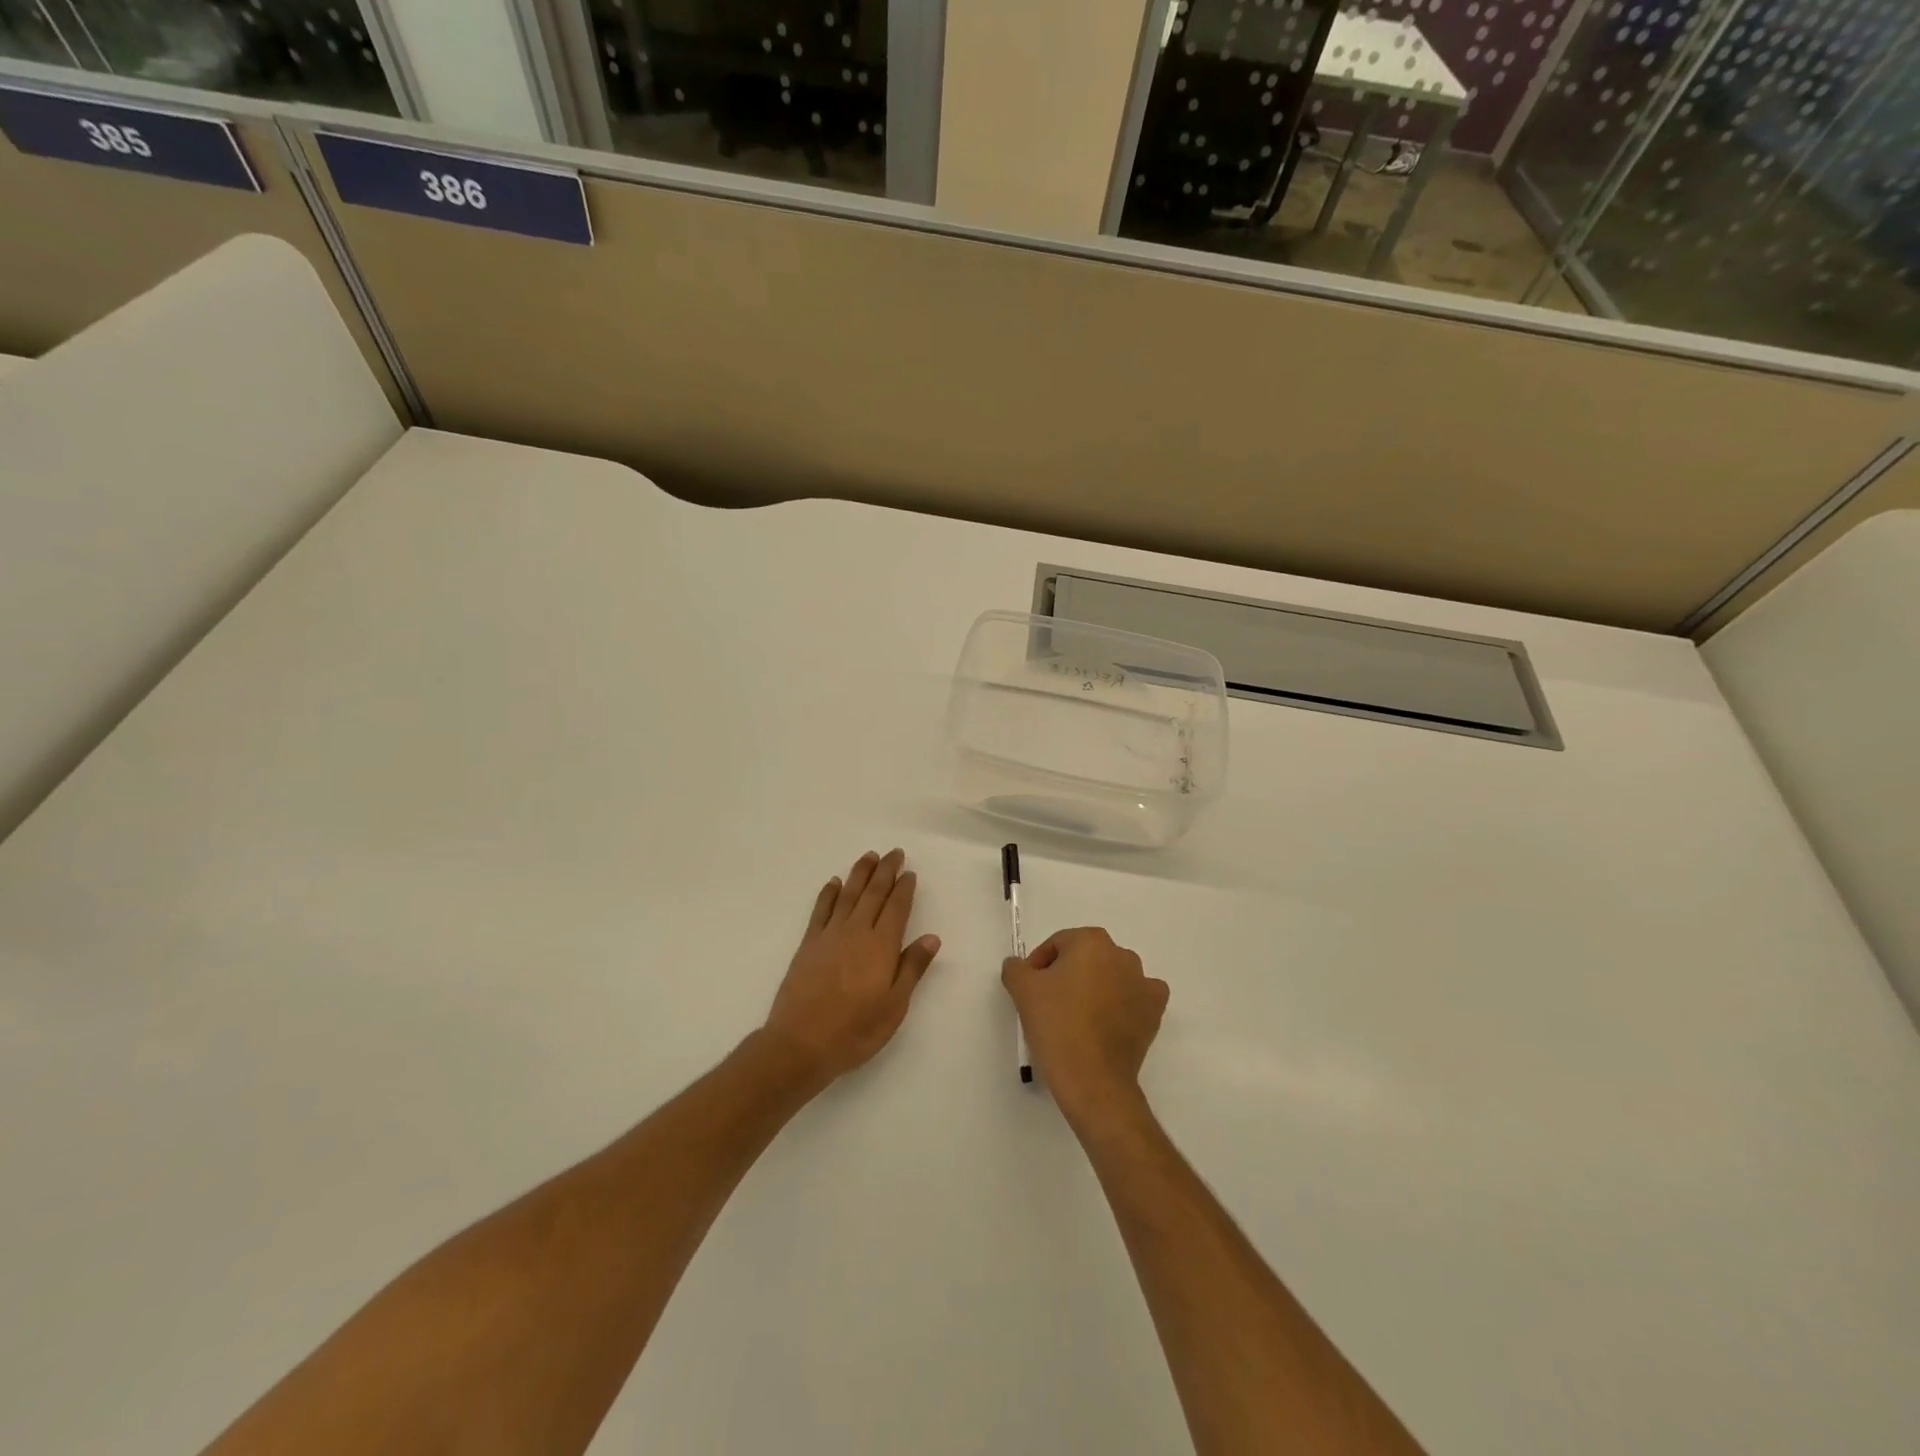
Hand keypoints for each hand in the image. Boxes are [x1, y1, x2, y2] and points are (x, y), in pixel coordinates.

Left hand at [762, 849, 941, 1082]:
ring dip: (860, 873)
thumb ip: (912, 968)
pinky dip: (829, 893)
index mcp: (881, 946)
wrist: (800, 1043)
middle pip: (874, 893)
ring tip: (869, 856)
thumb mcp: (894, 1006)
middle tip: (894, 853)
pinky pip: (821, 910)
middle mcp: (856, 932)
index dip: (904, 889)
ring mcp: (830, 935)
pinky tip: (834, 883)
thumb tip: (931, 937)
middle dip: (885, 871)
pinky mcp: (809, 944)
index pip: (896, 908)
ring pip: (848, 895)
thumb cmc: (855, 1030)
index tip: (910, 873)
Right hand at [1003, 927, 1167, 1124]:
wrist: (1093, 1079)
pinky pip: (1136, 997)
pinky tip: (1109, 1020)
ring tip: (1077, 1017)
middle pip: (1085, 958)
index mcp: (1091, 942)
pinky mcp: (1155, 1011)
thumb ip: (1016, 968)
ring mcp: (1143, 983)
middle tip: (1050, 1003)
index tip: (1030, 990)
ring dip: (1096, 988)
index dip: (1039, 965)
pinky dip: (1124, 1003)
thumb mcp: (1022, 990)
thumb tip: (1020, 966)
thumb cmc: (1056, 1025)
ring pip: (1111, 976)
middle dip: (1067, 975)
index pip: (1057, 945)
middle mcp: (1122, 955)